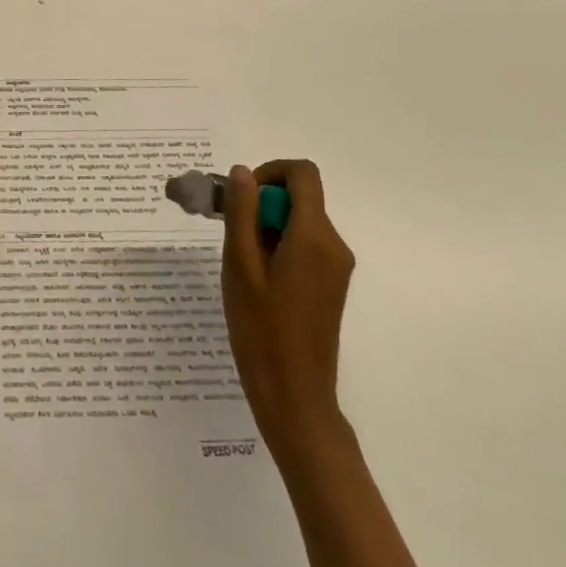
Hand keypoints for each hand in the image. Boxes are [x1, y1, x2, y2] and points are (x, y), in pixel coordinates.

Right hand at [221, 160, 354, 450]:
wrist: (294, 395)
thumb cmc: (261, 329)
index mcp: (314, 237)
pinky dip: (279, 245)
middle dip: (262, 203)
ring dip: (267, 226)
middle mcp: (334, 245)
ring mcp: (336, 266)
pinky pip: (305, 244)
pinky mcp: (332, 283)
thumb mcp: (239, 265)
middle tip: (229, 234)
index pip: (303, 173)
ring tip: (240, 262)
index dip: (270, 172)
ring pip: (300, 221)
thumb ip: (241, 212)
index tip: (241, 197)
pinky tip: (256, 278)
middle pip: (300, 197)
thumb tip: (243, 172)